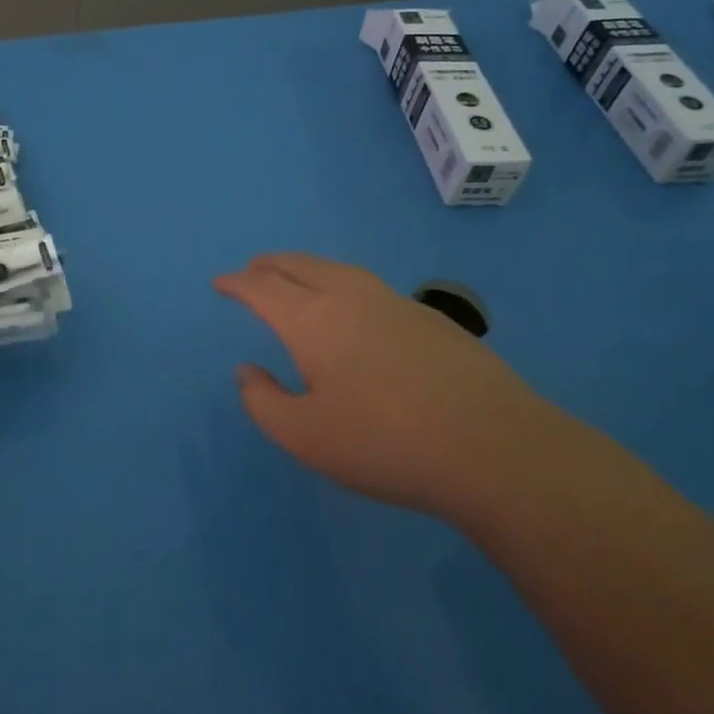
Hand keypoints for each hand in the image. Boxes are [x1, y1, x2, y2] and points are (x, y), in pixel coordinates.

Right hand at [213, 253, 569, 514]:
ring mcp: (393, 302)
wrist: (494, 448)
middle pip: (298, 265)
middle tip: (250, 271)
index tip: (220, 283)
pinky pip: (365, 283)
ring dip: (304, 267)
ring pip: (335, 268)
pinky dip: (338, 281)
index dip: (236, 283)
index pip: (262, 287)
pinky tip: (349, 305)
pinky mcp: (428, 316)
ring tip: (293, 277)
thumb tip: (247, 371)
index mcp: (312, 320)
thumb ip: (263, 402)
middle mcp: (349, 296)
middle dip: (268, 266)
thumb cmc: (385, 443)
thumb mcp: (305, 437)